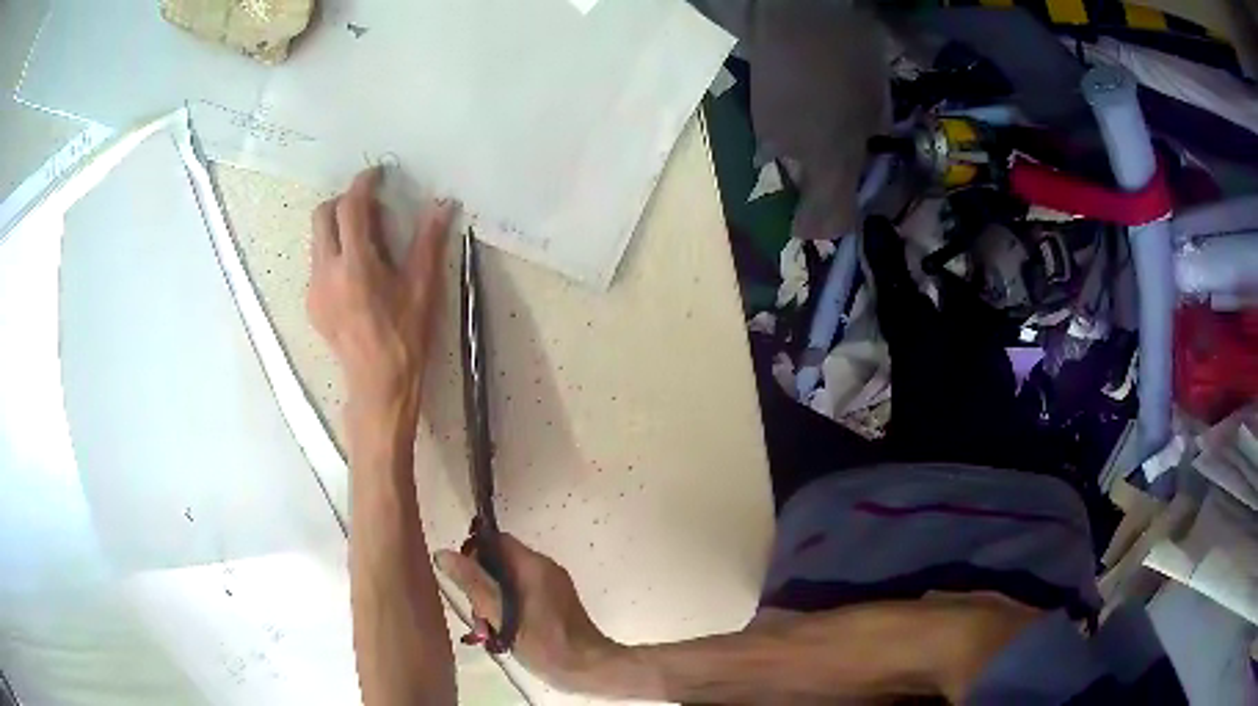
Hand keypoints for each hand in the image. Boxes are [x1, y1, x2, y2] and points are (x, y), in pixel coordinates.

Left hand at [307, 167, 454, 422]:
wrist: (378, 383)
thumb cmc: (405, 336)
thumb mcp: (422, 288)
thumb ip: (429, 241)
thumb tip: (443, 204)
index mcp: (356, 264)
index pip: (350, 207)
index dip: (363, 184)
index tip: (376, 174)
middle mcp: (327, 271)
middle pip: (322, 215)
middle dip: (342, 201)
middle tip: (367, 206)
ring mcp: (315, 288)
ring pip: (316, 239)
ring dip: (337, 227)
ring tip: (364, 241)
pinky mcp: (311, 304)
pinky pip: (317, 264)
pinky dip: (333, 253)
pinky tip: (354, 273)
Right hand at [435, 536, 623, 693]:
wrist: (586, 667)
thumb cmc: (543, 642)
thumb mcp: (500, 614)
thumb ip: (472, 582)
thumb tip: (443, 553)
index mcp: (533, 564)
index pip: (496, 540)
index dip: (473, 552)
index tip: (460, 578)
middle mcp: (544, 567)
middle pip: (501, 561)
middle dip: (480, 583)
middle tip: (476, 614)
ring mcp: (552, 585)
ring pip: (509, 580)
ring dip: (492, 600)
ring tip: (487, 630)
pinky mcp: (555, 602)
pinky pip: (522, 594)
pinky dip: (507, 607)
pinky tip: (502, 633)